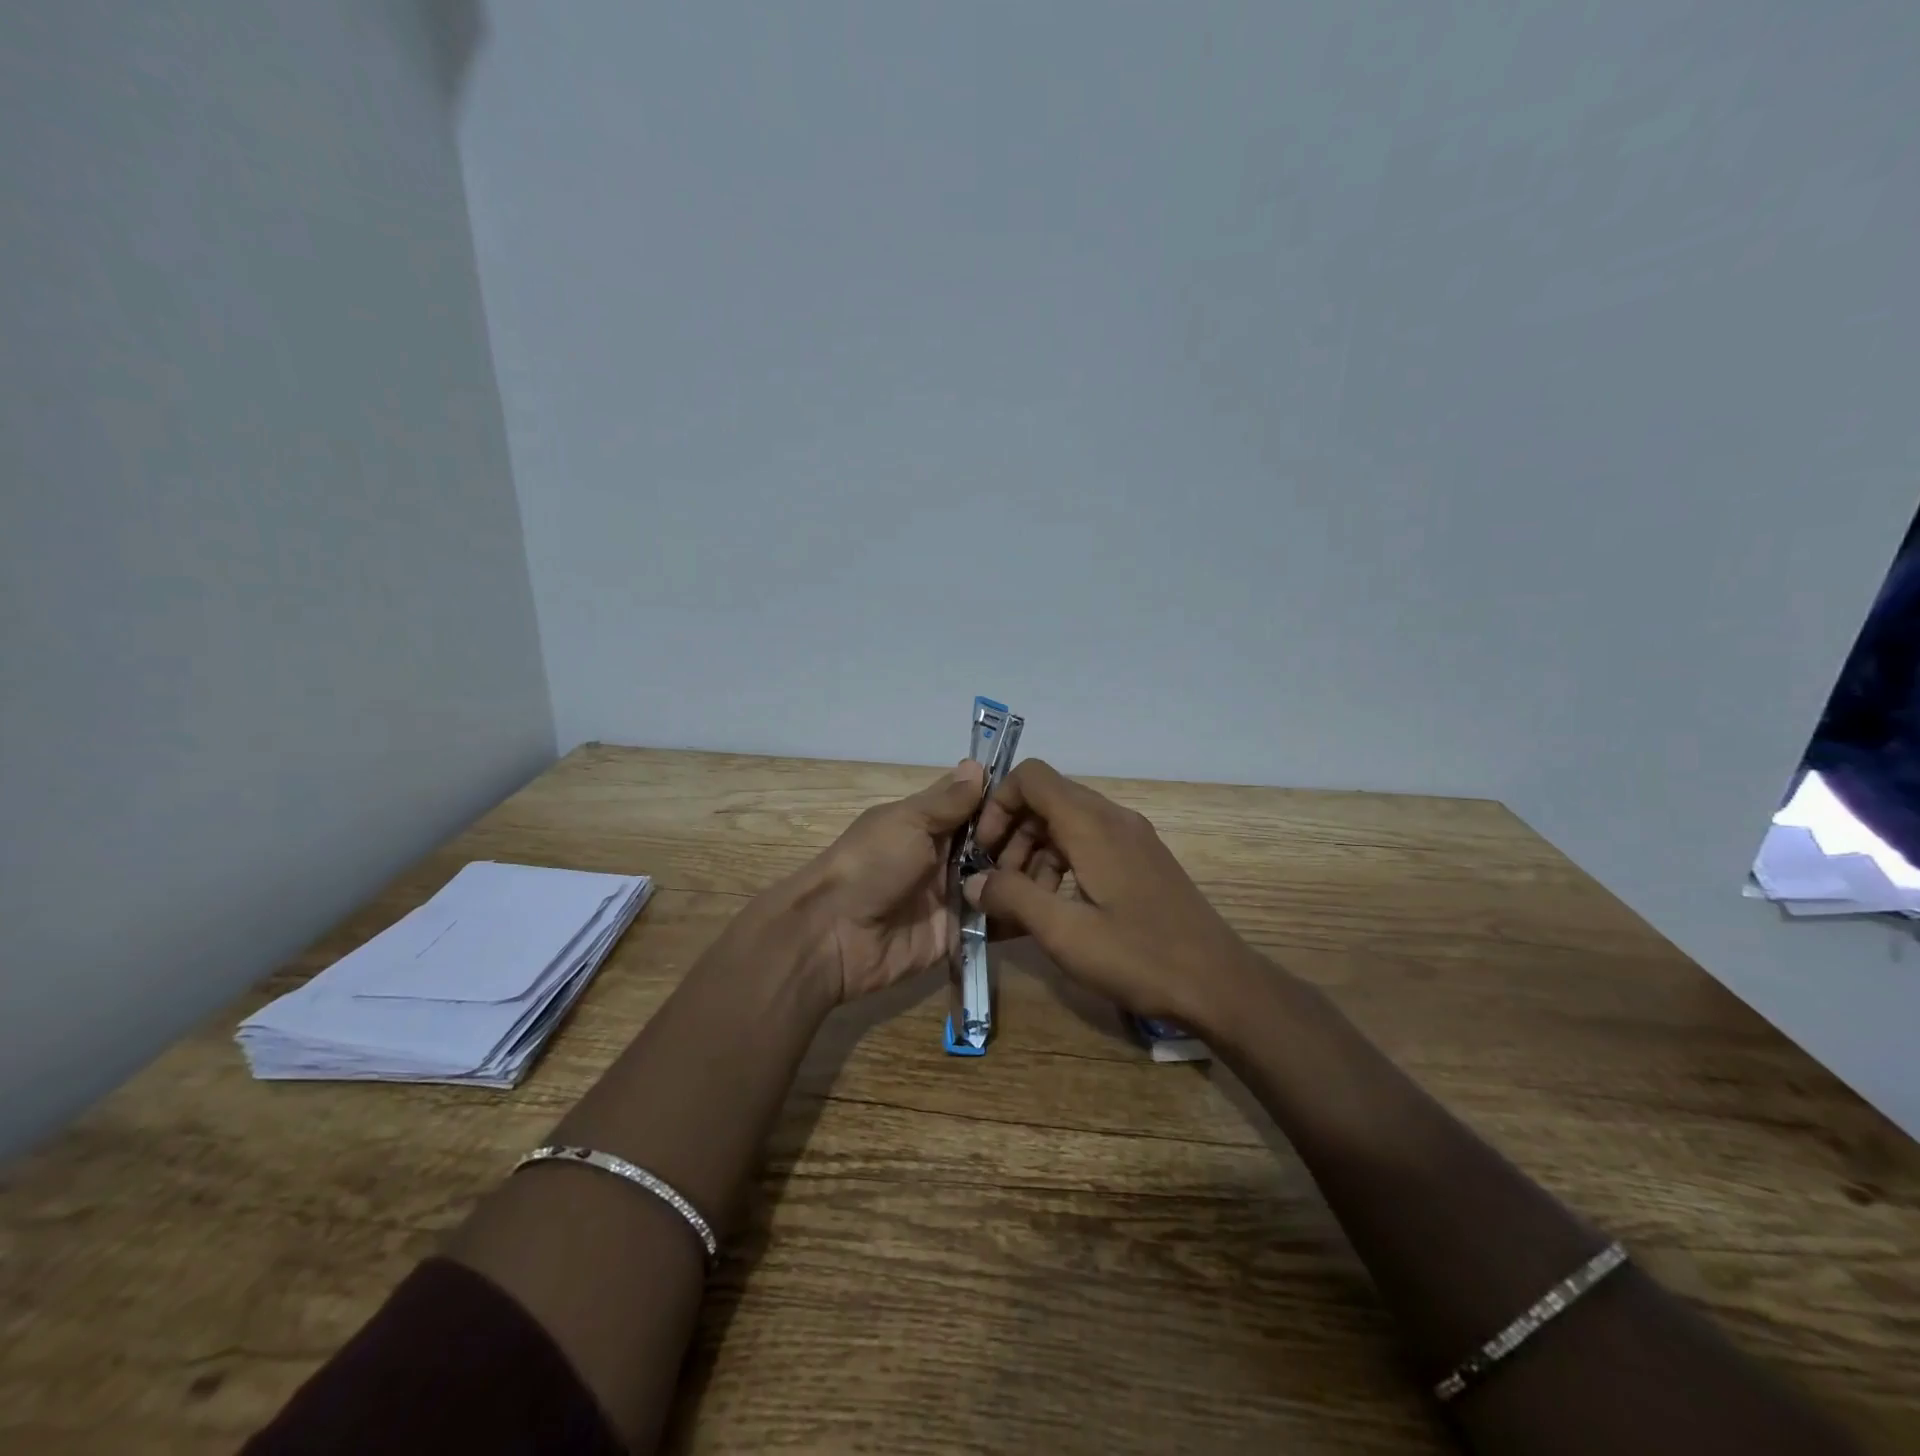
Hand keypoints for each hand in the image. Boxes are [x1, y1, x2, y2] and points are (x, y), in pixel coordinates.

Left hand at [775, 759, 1047, 1003]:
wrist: (834, 936)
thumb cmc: (870, 865)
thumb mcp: (906, 821)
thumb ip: (946, 801)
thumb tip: (977, 764)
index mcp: (929, 825)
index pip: (979, 807)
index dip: (1009, 801)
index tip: (1048, 796)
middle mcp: (946, 858)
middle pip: (996, 845)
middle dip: (1027, 840)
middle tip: (1066, 838)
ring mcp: (955, 897)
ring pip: (1001, 881)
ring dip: (1028, 875)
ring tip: (1068, 868)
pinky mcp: (960, 934)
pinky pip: (994, 922)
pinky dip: (1019, 914)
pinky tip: (1054, 905)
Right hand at [966, 759, 1267, 1028]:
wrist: (1220, 984)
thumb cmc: (1139, 956)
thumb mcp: (1065, 932)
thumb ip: (1012, 898)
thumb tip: (973, 881)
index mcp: (1092, 824)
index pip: (1031, 777)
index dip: (998, 805)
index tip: (984, 851)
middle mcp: (1112, 818)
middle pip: (1046, 802)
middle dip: (1012, 838)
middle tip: (998, 886)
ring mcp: (1131, 838)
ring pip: (1066, 826)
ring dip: (1034, 857)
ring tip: (1024, 907)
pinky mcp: (1141, 861)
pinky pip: (1089, 845)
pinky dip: (1061, 867)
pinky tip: (1057, 911)